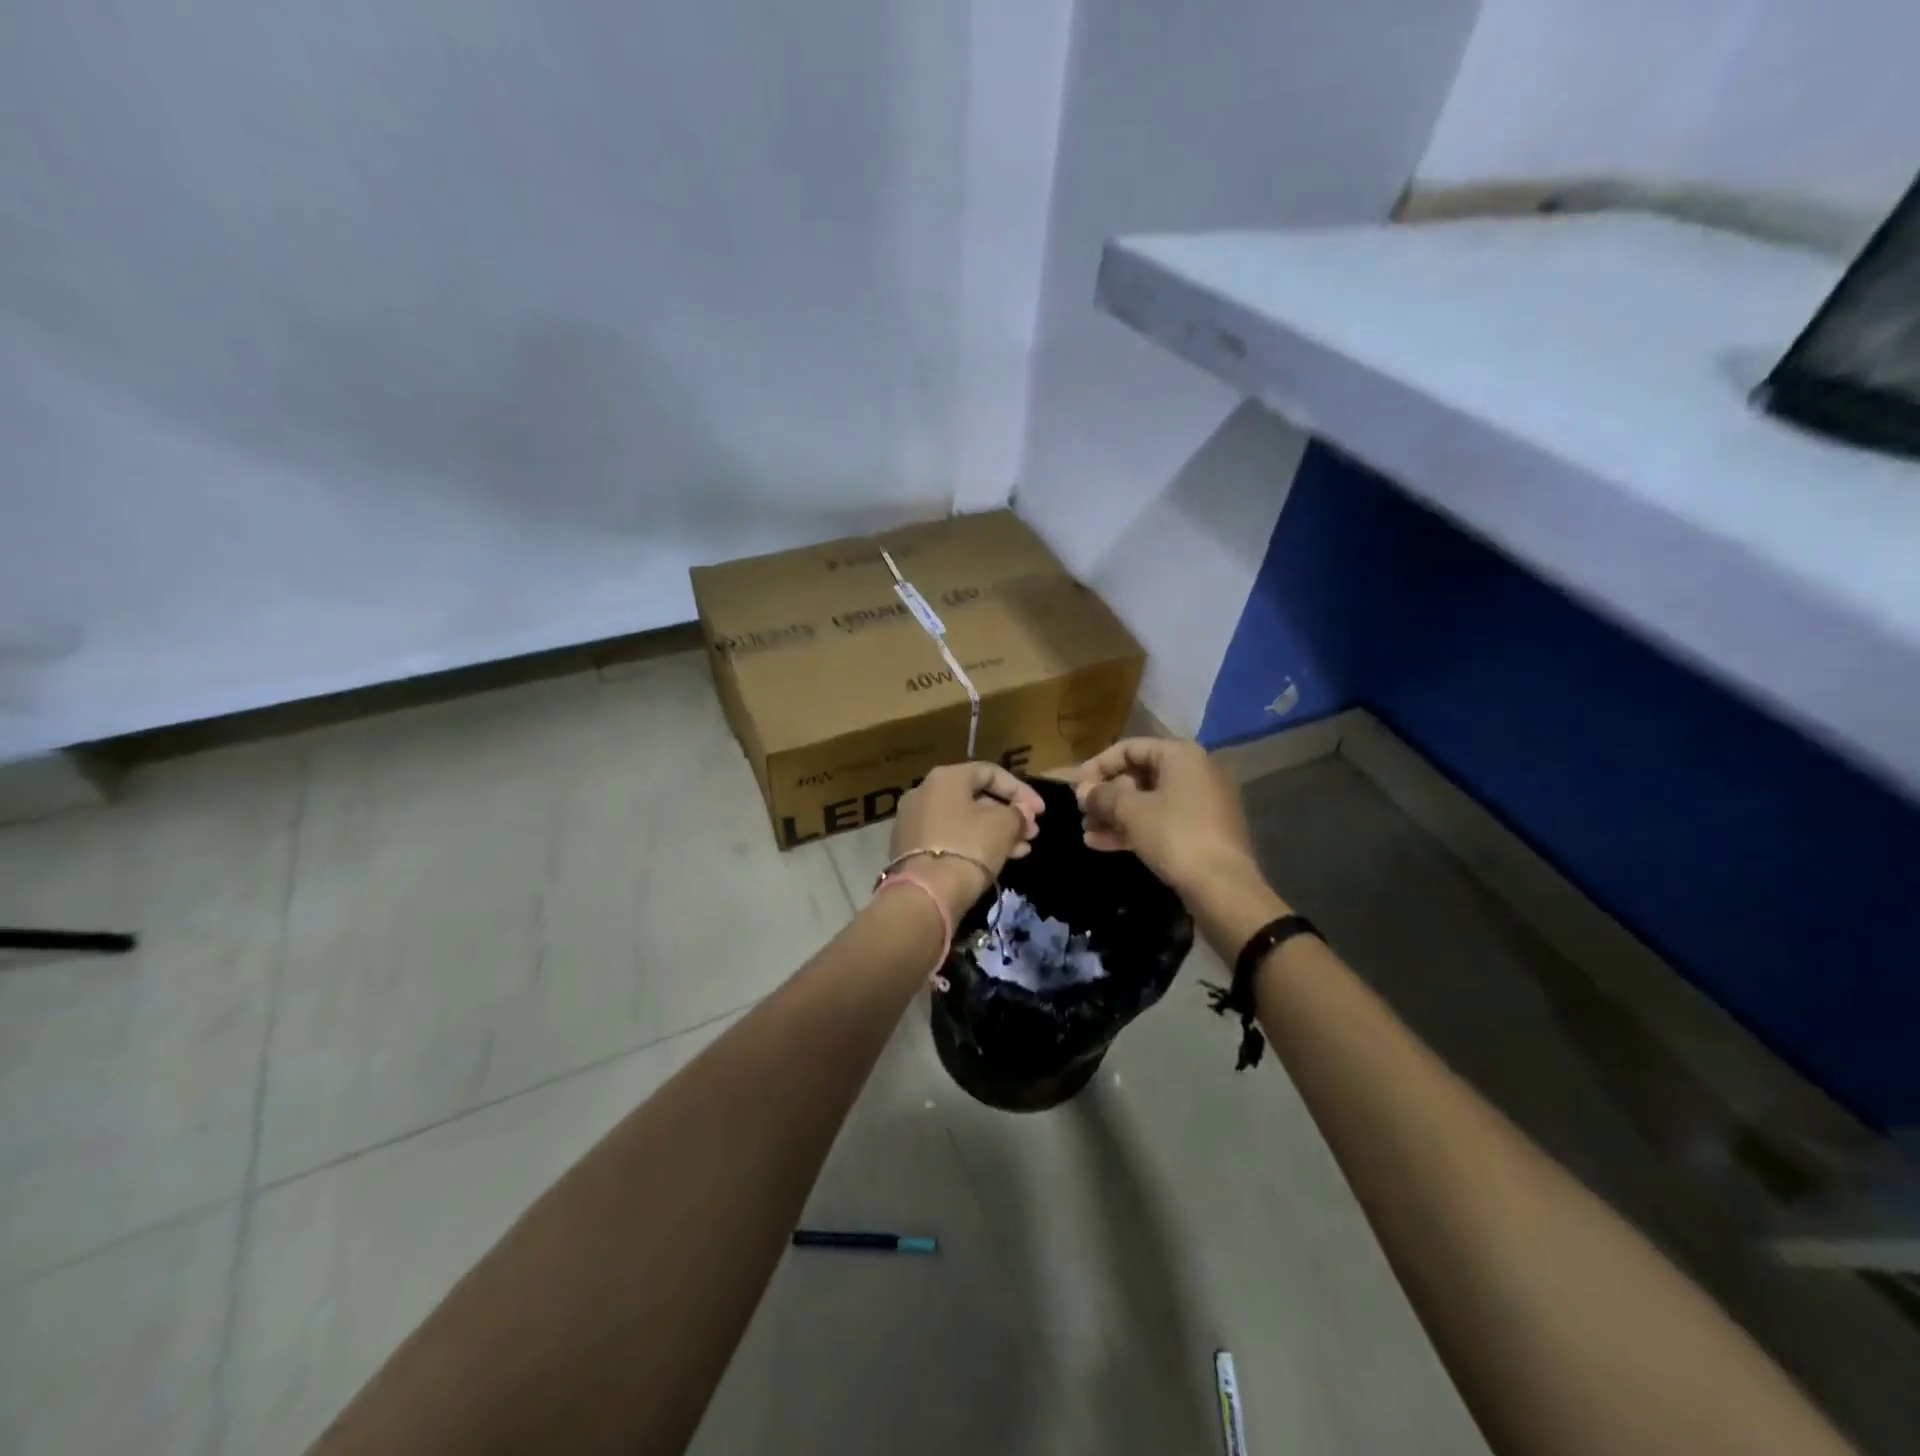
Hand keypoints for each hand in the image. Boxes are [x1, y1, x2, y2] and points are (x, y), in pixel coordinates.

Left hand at [890, 763, 1043, 915]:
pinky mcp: (910, 848)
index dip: (1021, 790)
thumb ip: (1018, 813)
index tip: (1041, 812)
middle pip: (976, 798)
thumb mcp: (1004, 825)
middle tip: (1032, 833)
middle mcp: (924, 792)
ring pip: (964, 821)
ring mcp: (913, 821)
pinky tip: (999, 860)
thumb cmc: (969, 847)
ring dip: (996, 833)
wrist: (926, 893)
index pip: (990, 772)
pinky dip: (974, 844)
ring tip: (1022, 850)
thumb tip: (1021, 812)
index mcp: (945, 777)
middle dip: (1009, 815)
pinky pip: (950, 837)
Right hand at [1073, 738, 1255, 895]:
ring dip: (1114, 815)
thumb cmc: (1174, 835)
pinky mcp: (1200, 831)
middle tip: (1081, 813)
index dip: (1097, 766)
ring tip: (1086, 832)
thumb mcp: (1130, 812)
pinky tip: (1102, 844)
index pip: (1128, 748)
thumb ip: (1102, 795)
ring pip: (1147, 802)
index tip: (1074, 788)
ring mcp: (1200, 803)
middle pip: (1138, 775)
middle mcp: (1193, 772)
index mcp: (1180, 755)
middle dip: (1105, 795)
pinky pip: (1160, 821)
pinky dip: (1133, 829)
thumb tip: (1082, 790)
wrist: (1223, 887)